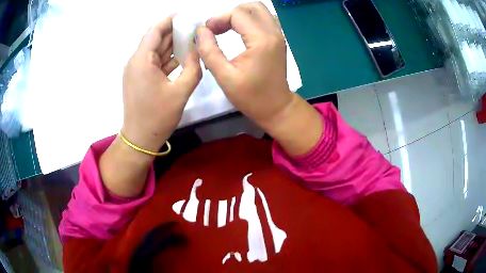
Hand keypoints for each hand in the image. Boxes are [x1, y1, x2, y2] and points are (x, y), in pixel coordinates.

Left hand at [99, 16, 201, 197]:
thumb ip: (194, 66)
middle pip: (155, 39)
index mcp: (142, 60)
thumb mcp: (181, 91)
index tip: (185, 15)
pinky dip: (167, 58)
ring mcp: (136, 70)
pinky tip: (182, 56)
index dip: (169, 20)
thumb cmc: (158, 116)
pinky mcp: (138, 78)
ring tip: (191, 39)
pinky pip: (154, 62)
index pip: (155, 31)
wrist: (139, 139)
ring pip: (155, 50)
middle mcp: (136, 61)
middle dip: (173, 31)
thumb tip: (198, 49)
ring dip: (171, 44)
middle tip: (193, 27)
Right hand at [196, 2, 292, 128]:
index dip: (218, 18)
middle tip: (217, 28)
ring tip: (225, 29)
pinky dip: (249, 20)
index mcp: (262, 40)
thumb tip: (200, 30)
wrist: (276, 108)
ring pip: (259, 11)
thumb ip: (209, 51)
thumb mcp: (224, 77)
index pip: (238, 14)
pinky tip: (239, 32)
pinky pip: (264, 19)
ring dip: (240, 15)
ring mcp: (279, 35)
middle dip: (230, 13)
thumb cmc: (251, 97)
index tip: (206, 32)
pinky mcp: (278, 39)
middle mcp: (274, 32)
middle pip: (252, 6)